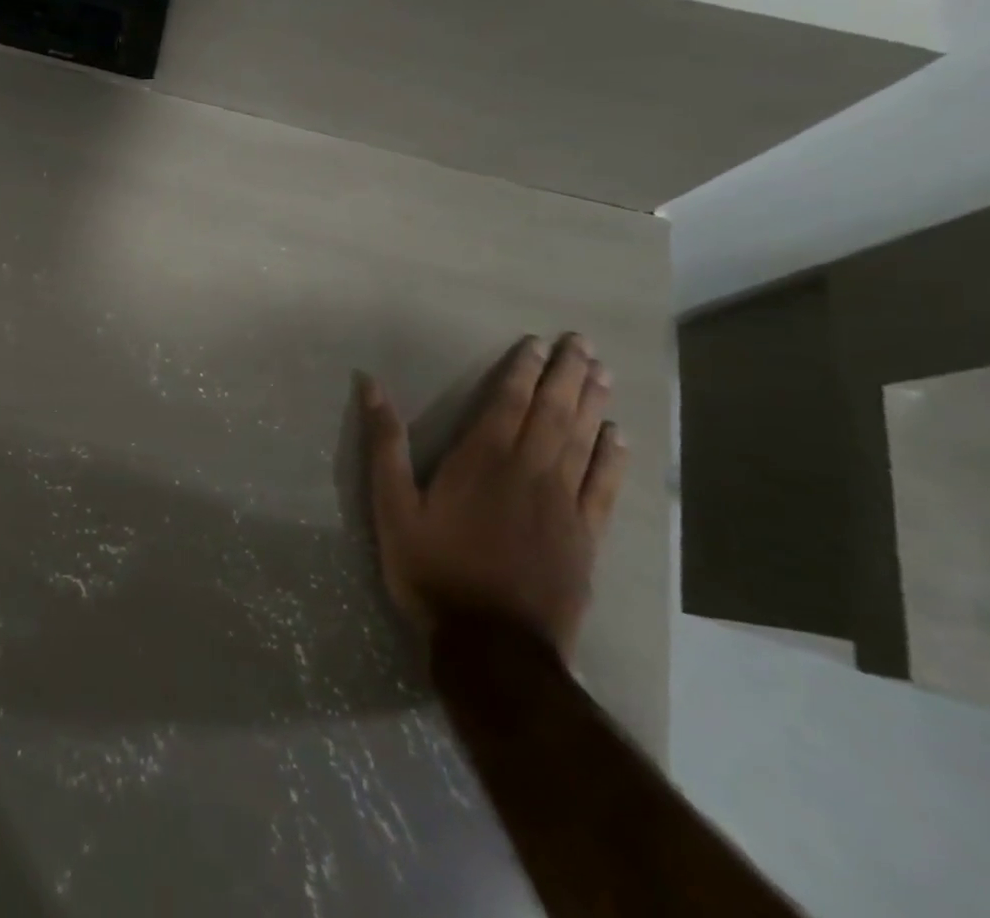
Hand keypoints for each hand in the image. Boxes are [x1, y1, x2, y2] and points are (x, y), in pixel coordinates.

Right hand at [362, 334, 627, 659]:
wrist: (493, 646)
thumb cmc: (433, 569)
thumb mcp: (392, 506)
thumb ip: (384, 444)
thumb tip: (370, 386)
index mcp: (482, 459)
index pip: (508, 402)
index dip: (523, 370)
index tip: (537, 343)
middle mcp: (529, 471)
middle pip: (553, 412)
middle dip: (567, 375)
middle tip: (583, 342)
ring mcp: (563, 504)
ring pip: (583, 441)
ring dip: (593, 404)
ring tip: (602, 372)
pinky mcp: (584, 537)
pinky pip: (603, 486)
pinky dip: (612, 458)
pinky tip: (619, 437)